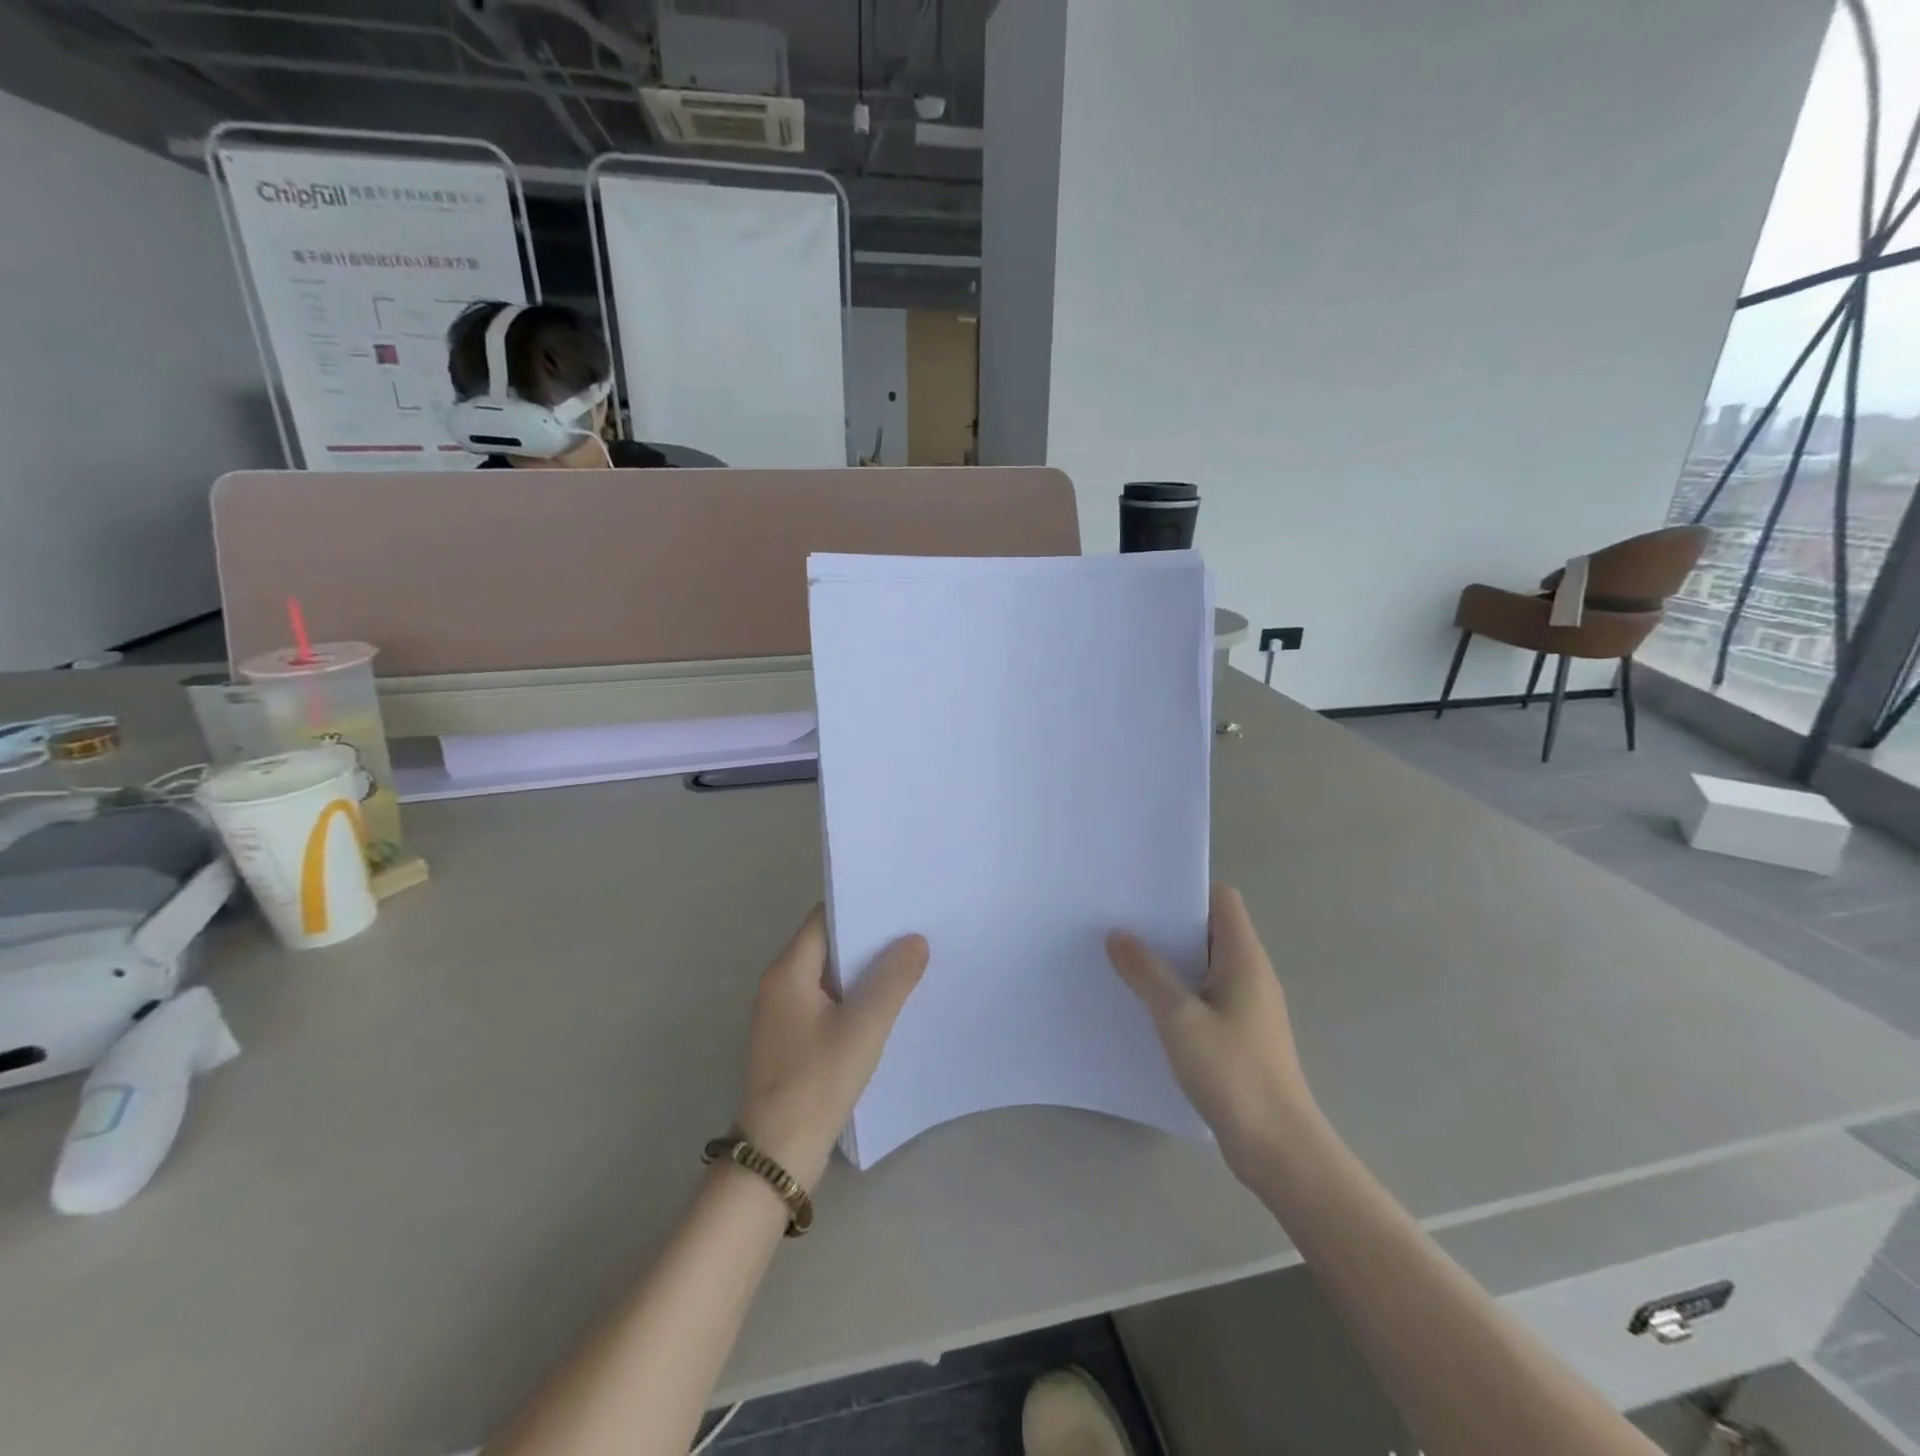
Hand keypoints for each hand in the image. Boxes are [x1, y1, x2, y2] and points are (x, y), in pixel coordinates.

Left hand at [734, 907, 927, 1188]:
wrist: (777, 1156)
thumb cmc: (817, 1082)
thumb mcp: (863, 1027)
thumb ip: (892, 980)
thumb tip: (915, 940)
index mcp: (788, 971)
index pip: (825, 918)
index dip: (861, 907)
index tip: (900, 904)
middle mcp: (780, 984)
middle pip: (828, 945)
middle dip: (869, 939)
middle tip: (915, 932)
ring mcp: (785, 1014)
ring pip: (831, 976)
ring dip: (865, 971)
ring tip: (911, 962)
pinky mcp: (794, 1040)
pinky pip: (829, 1004)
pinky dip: (856, 998)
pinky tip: (889, 1005)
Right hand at [1107, 885, 1316, 1180]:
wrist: (1278, 1148)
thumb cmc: (1232, 1072)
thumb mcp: (1178, 1018)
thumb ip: (1146, 973)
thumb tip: (1118, 934)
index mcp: (1244, 959)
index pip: (1222, 900)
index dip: (1187, 890)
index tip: (1145, 893)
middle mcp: (1251, 975)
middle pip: (1210, 930)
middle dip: (1168, 925)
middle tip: (1121, 922)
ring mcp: (1247, 1007)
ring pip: (1205, 966)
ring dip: (1170, 961)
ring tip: (1123, 959)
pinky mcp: (1240, 1035)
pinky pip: (1204, 997)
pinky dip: (1178, 992)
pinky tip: (1145, 1005)